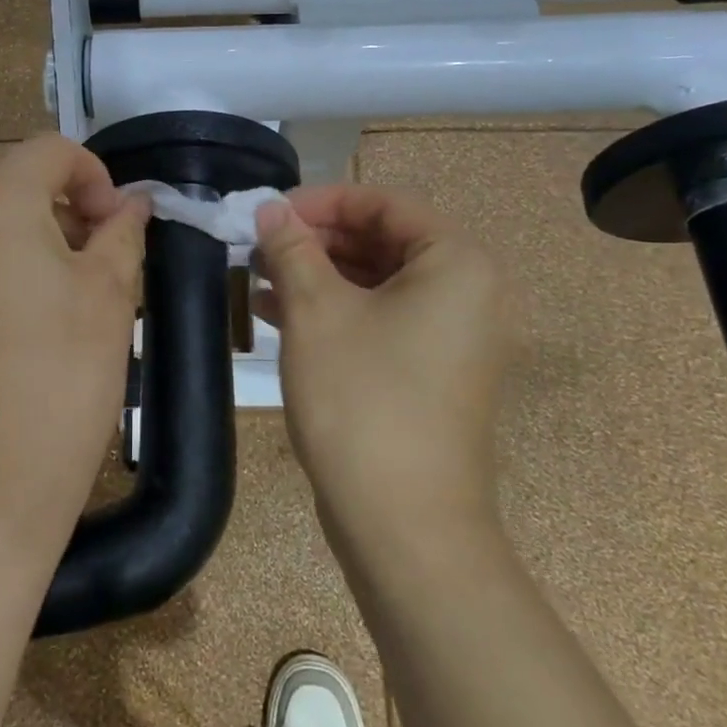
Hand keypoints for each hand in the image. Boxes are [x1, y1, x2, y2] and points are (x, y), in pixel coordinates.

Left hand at [0, 135, 148, 571]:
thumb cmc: (61, 385)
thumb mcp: (111, 299)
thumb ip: (122, 231)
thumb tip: (131, 202)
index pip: (47, 151)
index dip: (92, 175)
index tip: (112, 225)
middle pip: (9, 190)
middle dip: (58, 215)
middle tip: (91, 271)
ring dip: (19, 247)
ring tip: (48, 309)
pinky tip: (2, 336)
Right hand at [254, 186, 519, 553]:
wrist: (405, 525)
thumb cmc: (362, 400)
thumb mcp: (316, 311)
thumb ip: (292, 248)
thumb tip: (270, 208)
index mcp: (456, 262)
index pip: (384, 203)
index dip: (321, 201)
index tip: (268, 213)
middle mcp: (468, 292)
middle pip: (383, 240)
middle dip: (316, 240)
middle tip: (258, 246)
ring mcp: (453, 337)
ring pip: (377, 282)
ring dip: (318, 275)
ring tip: (258, 277)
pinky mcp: (433, 372)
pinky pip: (382, 319)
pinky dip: (335, 310)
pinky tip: (278, 314)